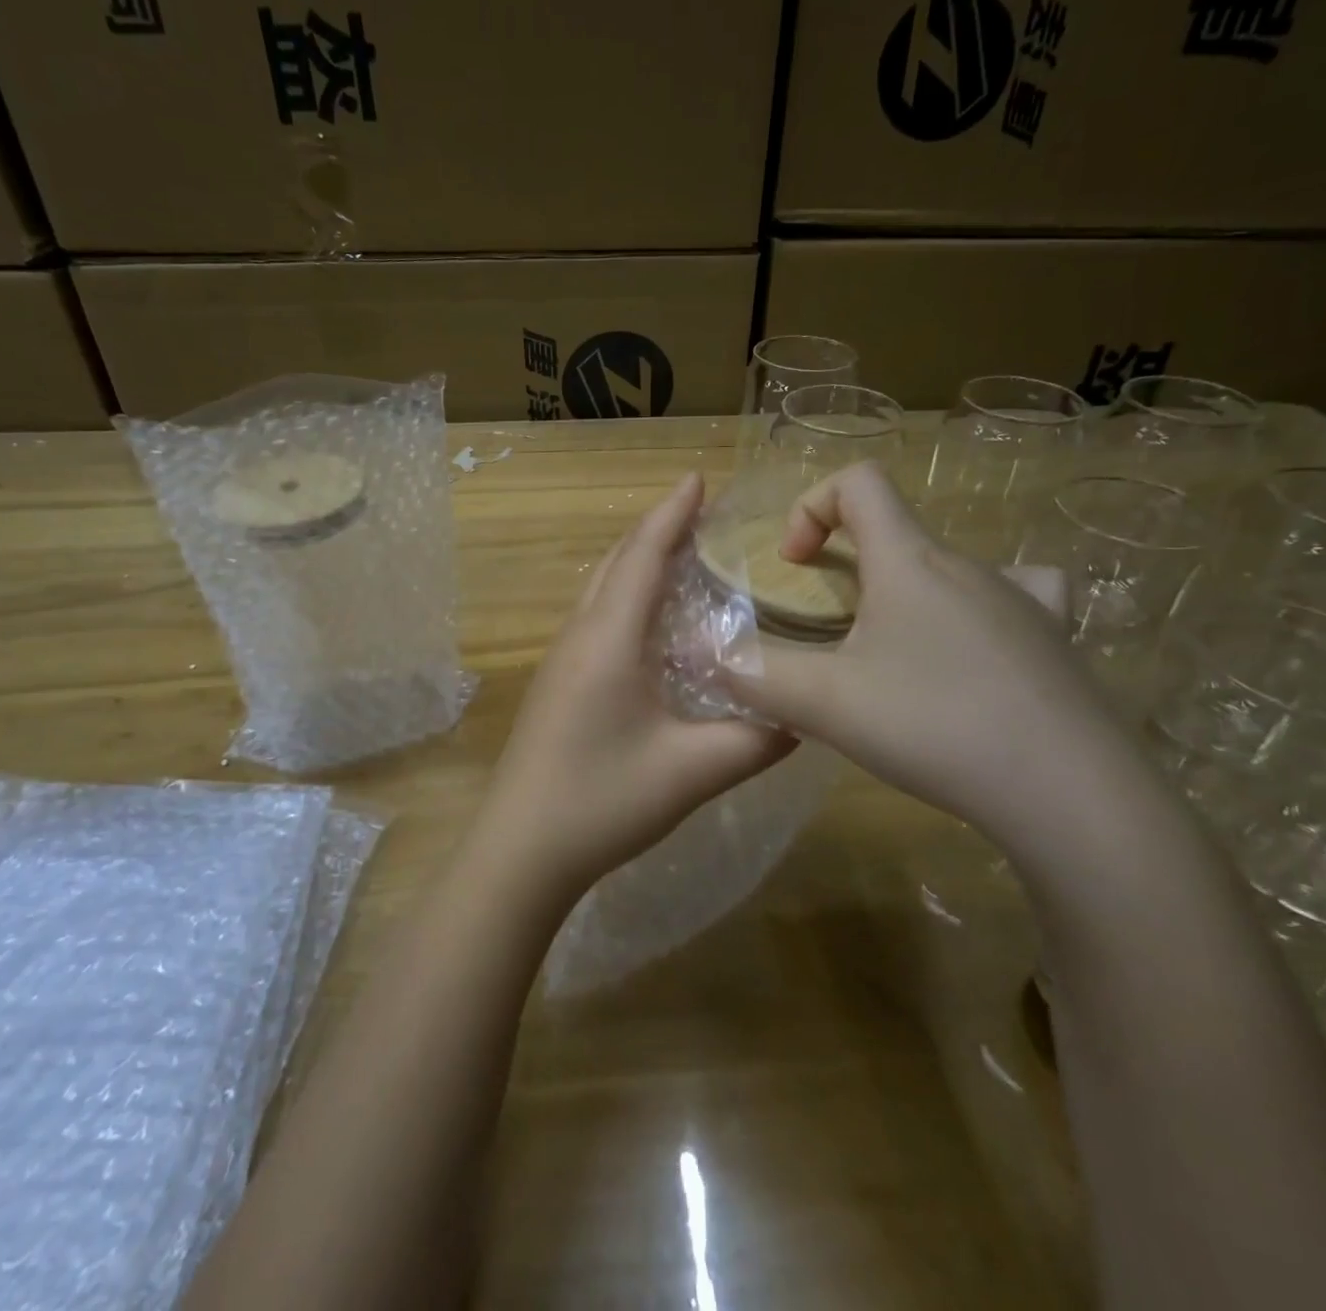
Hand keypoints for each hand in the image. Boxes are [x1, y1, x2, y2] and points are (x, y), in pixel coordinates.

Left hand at [475, 473, 794, 897]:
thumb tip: (804, 717)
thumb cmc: (602, 800)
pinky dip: (626, 596)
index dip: (672, 512)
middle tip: (701, 514)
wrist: (521, 849)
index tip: (698, 477)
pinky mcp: (557, 684)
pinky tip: (651, 623)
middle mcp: (580, 636)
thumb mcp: (692, 772)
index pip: (643, 555)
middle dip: (656, 530)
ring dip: (637, 562)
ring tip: (682, 556)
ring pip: (601, 590)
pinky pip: (595, 618)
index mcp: (608, 639)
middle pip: (616, 562)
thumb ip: (756, 739)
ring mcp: (561, 660)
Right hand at [722, 463, 1155, 862]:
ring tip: (892, 655)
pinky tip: (975, 650)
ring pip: (949, 568)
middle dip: (848, 567)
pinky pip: (1020, 595)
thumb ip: (754, 674)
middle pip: (897, 532)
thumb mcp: (824, 703)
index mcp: (910, 561)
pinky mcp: (1055, 642)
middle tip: (830, 634)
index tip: (795, 565)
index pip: (860, 482)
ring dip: (906, 592)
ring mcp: (1023, 601)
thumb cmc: (935, 725)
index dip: (812, 505)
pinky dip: (982, 608)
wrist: (1069, 793)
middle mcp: (969, 566)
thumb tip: (701, 655)